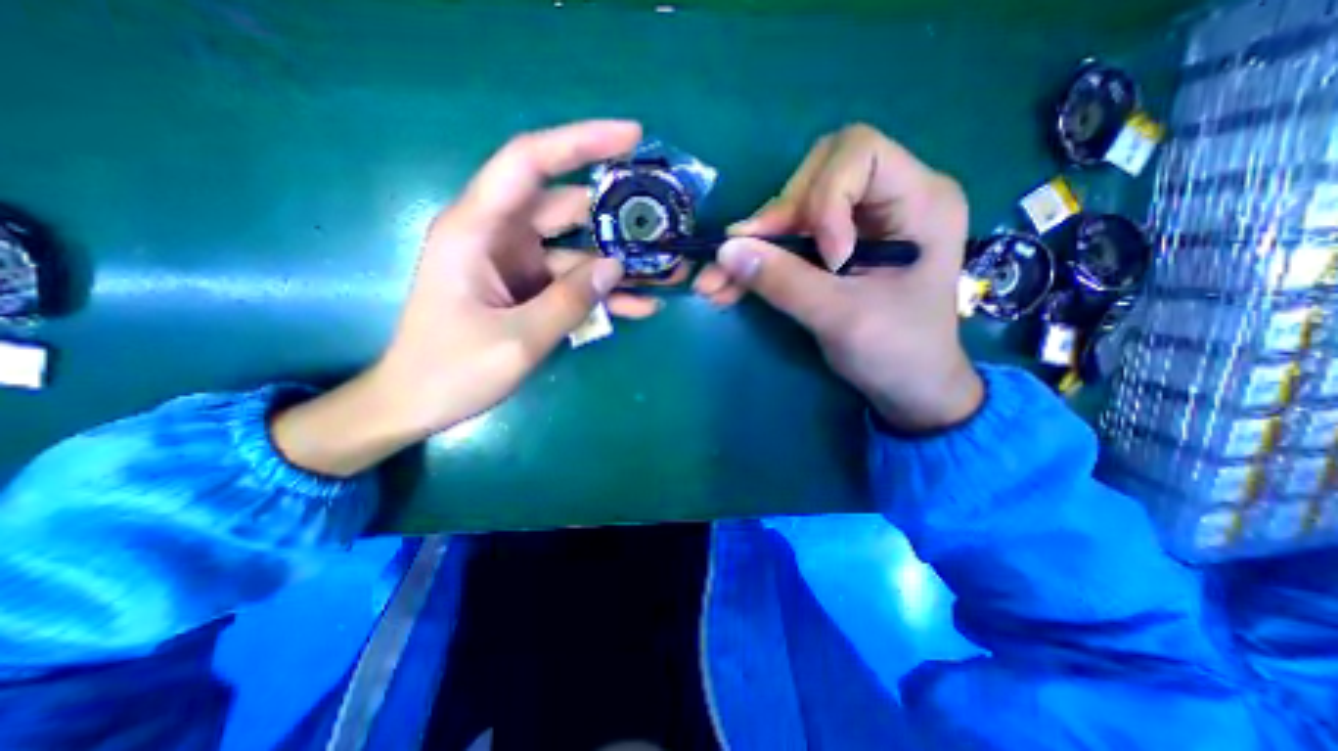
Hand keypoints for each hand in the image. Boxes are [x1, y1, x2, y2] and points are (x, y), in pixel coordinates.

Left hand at [266, 120, 658, 474]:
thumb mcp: (518, 339)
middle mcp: (499, 236)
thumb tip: (616, 267)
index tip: (632, 137)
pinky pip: (574, 284)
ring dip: (618, 264)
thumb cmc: (453, 370)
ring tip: (666, 275)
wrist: (419, 403)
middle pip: (566, 208)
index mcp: (478, 229)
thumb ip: (570, 301)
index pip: (529, 162)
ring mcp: (518, 265)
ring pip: (578, 251)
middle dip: (616, 216)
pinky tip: (641, 307)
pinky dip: (603, 295)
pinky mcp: (530, 291)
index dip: (580, 141)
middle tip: (664, 226)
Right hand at [702, 123, 980, 433]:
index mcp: (919, 201)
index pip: (859, 151)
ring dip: (752, 246)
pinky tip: (727, 286)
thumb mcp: (842, 318)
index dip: (825, 195)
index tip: (824, 256)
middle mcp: (888, 199)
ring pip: (792, 210)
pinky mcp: (835, 245)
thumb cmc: (897, 353)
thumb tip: (725, 250)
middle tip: (746, 260)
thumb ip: (784, 281)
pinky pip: (787, 239)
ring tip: (715, 283)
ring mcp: (858, 222)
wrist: (907, 387)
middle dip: (777, 220)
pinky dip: (757, 261)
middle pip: (815, 175)